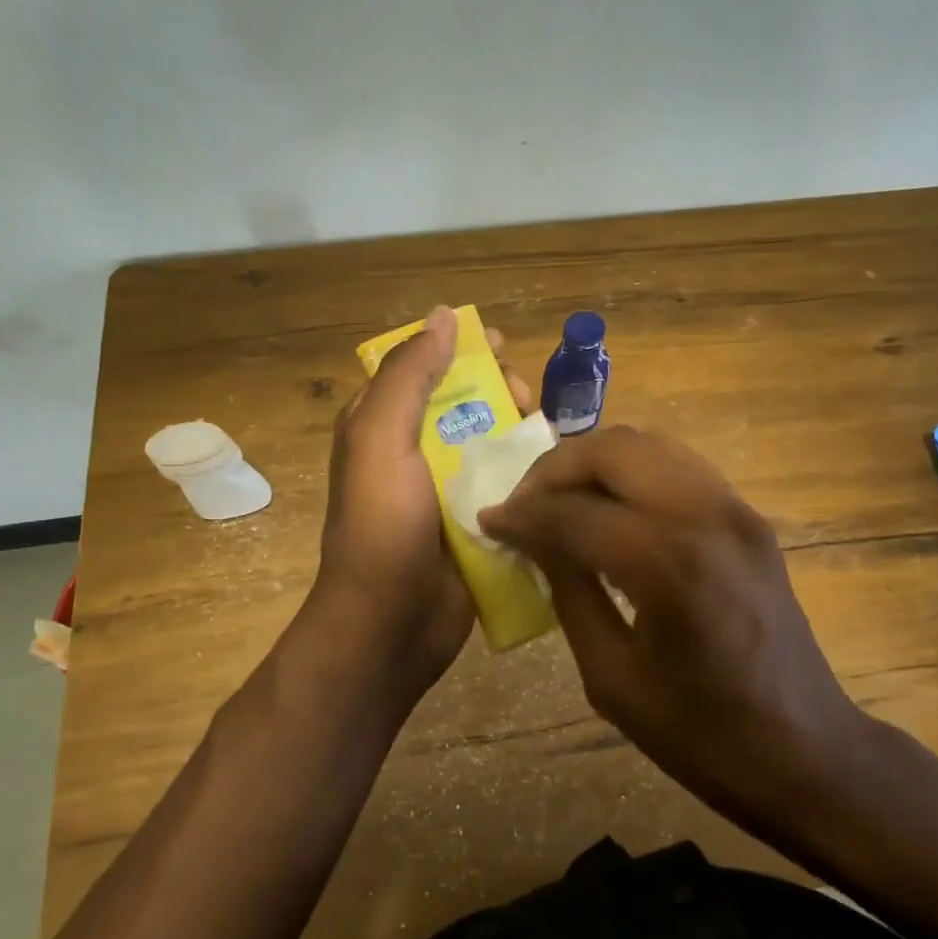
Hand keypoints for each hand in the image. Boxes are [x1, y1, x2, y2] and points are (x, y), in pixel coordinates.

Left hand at [309, 306, 532, 706]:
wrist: (391, 624)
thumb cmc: (382, 526)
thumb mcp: (381, 440)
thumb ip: (410, 376)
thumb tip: (443, 315)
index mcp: (384, 425)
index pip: (425, 368)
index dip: (463, 351)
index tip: (503, 349)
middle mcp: (416, 451)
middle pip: (468, 402)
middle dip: (502, 390)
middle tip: (526, 400)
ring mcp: (449, 489)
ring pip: (494, 441)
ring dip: (523, 430)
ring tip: (547, 435)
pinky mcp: (478, 521)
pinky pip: (509, 484)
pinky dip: (531, 472)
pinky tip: (556, 470)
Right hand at [478, 426, 869, 829]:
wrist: (806, 751)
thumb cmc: (702, 735)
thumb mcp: (612, 676)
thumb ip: (568, 591)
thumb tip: (532, 539)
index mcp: (669, 564)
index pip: (574, 512)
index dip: (522, 514)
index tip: (488, 521)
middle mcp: (706, 515)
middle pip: (614, 450)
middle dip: (555, 468)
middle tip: (523, 503)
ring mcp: (736, 508)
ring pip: (649, 445)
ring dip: (594, 462)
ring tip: (559, 499)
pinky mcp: (748, 516)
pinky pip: (677, 466)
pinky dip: (631, 472)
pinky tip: (608, 508)